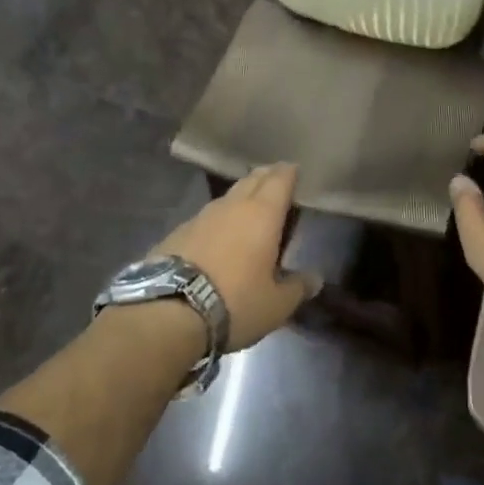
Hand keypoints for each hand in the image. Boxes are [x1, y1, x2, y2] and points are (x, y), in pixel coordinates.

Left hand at [153, 163, 318, 350]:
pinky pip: (205, 218)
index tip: (296, 172)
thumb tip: (315, 279)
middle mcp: (232, 206)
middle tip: (277, 185)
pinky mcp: (176, 232)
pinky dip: (217, 222)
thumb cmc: (235, 302)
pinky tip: (217, 238)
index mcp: (262, 213)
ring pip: (227, 197)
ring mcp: (200, 216)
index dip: (290, 173)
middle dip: (266, 178)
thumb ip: (298, 287)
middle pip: (252, 179)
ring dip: (241, 199)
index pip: (280, 179)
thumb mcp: (276, 304)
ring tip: (249, 211)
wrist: (167, 312)